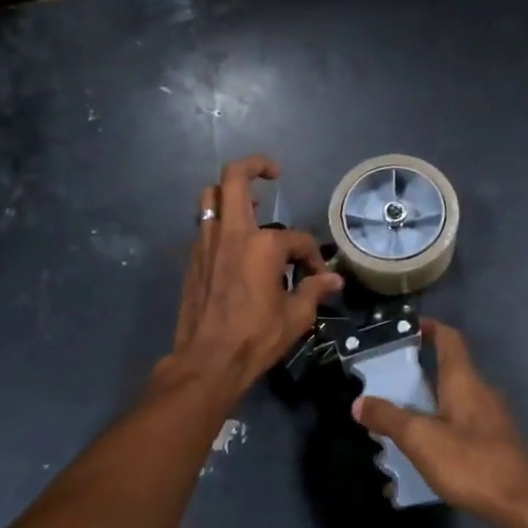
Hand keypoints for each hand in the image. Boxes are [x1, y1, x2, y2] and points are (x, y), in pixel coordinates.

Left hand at [160, 156, 342, 397]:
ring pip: (211, 197)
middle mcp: (232, 233)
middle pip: (234, 178)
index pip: (297, 239)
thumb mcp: (295, 316)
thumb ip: (314, 290)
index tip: (316, 275)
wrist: (207, 360)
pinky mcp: (192, 258)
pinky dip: (220, 222)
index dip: (312, 256)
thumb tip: (334, 279)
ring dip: (230, 192)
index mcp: (263, 245)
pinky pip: (205, 225)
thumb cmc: (255, 337)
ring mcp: (206, 243)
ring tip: (250, 204)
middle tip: (272, 173)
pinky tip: (234, 242)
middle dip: (255, 166)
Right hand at [352, 319, 527, 527]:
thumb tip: (360, 402)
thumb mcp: (421, 439)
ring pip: (450, 404)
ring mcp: (490, 419)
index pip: (449, 338)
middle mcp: (480, 392)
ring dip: (423, 409)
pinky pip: (459, 429)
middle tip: (384, 388)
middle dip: (414, 377)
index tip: (404, 330)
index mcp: (464, 381)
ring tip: (394, 428)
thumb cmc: (471, 462)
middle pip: (446, 372)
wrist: (524, 504)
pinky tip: (420, 460)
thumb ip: (389, 418)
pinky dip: (437, 434)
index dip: (428, 328)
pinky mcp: (494, 444)